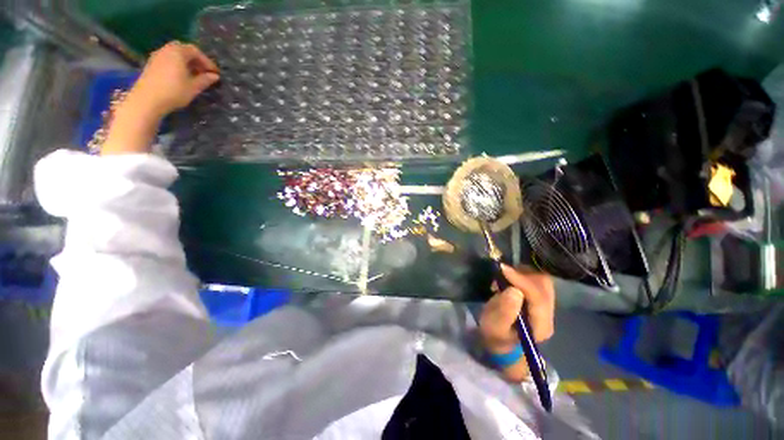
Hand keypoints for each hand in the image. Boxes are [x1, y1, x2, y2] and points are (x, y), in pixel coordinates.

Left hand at [124, 41, 219, 119]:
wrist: (147, 100)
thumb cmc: (174, 92)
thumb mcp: (193, 87)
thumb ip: (205, 80)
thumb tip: (215, 76)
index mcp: (178, 52)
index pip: (195, 51)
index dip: (207, 61)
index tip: (214, 73)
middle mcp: (166, 50)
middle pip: (183, 49)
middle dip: (195, 59)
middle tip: (203, 72)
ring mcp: (157, 56)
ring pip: (174, 54)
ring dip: (185, 62)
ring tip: (193, 75)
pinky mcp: (151, 64)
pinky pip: (167, 59)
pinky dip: (176, 64)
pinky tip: (180, 76)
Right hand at [479, 265, 554, 381]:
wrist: (501, 343)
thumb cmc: (495, 336)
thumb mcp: (494, 326)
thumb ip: (504, 310)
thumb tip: (514, 290)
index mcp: (541, 325)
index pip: (538, 297)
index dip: (522, 280)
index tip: (503, 269)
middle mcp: (549, 314)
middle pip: (544, 286)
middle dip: (523, 274)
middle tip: (502, 272)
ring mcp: (546, 307)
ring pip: (542, 281)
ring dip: (522, 273)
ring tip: (504, 276)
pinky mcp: (540, 300)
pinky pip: (536, 281)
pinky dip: (522, 275)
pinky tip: (509, 280)